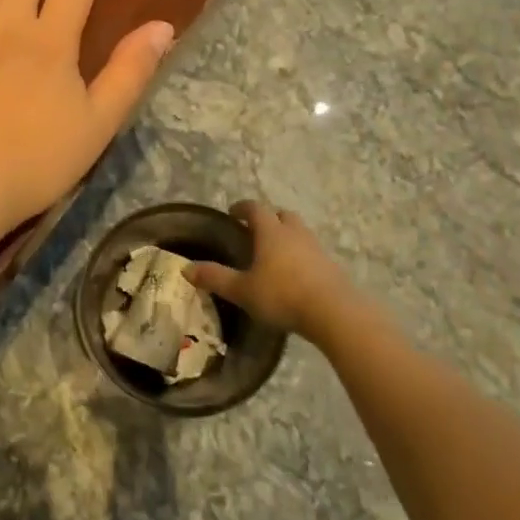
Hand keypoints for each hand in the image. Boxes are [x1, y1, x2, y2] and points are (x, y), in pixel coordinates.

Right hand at [184, 201, 370, 342]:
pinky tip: (294, 273)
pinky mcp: (331, 266)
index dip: (242, 208)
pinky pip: (311, 251)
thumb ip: (215, 277)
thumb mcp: (242, 290)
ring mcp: (316, 248)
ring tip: (274, 252)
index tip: (233, 212)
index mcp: (270, 232)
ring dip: (287, 235)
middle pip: (282, 214)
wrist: (334, 312)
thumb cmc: (282, 295)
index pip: (255, 208)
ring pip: (299, 232)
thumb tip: (185, 268)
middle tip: (255, 230)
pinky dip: (300, 255)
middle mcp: (294, 233)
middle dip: (268, 218)